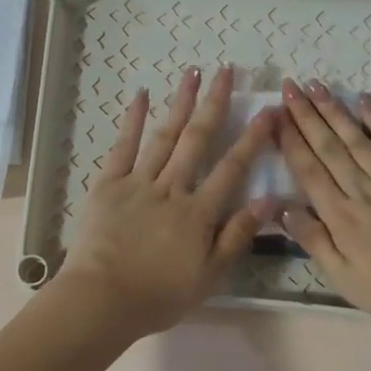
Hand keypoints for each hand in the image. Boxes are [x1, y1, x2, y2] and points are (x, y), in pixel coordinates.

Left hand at [57, 67, 276, 336]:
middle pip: (198, 139)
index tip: (268, 111)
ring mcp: (138, 183)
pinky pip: (123, 147)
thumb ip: (238, 236)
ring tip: (193, 72)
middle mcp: (172, 188)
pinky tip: (142, 96)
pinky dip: (133, 120)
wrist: (101, 300)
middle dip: (215, 103)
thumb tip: (269, 200)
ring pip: (164, 136)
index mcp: (199, 212)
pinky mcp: (108, 185)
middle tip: (227, 70)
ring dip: (180, 102)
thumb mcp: (209, 275)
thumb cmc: (159, 295)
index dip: (252, 139)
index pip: (232, 168)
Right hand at [275, 78, 370, 329]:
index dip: (291, 142)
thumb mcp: (344, 278)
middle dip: (306, 116)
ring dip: (334, 111)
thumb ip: (314, 241)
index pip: (309, 171)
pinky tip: (365, 101)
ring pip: (356, 139)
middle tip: (290, 86)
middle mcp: (361, 190)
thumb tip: (282, 209)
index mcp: (340, 217)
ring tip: (317, 86)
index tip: (276, 115)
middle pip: (329, 148)